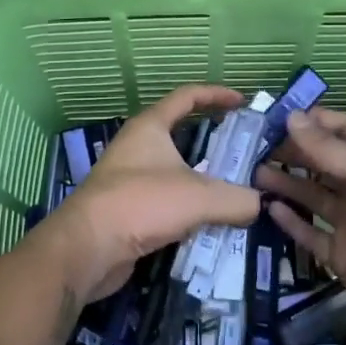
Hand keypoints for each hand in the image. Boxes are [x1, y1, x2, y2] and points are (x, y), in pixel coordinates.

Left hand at [38, 84, 261, 302]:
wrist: (87, 249)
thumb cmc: (141, 204)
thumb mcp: (199, 197)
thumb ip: (237, 199)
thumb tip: (258, 204)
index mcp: (150, 127)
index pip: (187, 97)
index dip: (217, 95)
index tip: (243, 103)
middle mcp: (138, 148)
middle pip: (182, 136)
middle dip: (214, 145)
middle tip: (245, 156)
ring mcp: (130, 180)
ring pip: (176, 173)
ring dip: (204, 182)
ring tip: (236, 194)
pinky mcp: (128, 212)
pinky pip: (167, 204)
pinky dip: (189, 211)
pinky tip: (211, 225)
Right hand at [257, 109, 345, 335]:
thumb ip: (326, 147)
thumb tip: (291, 116)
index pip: (344, 130)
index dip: (314, 121)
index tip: (277, 116)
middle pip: (324, 162)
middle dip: (294, 151)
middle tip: (256, 146)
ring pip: (313, 196)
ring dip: (286, 183)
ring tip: (253, 173)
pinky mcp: (340, 253)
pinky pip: (310, 233)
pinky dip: (290, 221)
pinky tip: (268, 207)